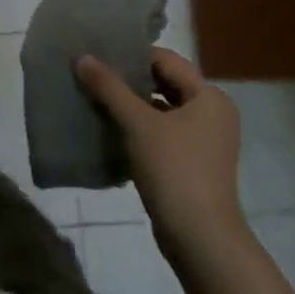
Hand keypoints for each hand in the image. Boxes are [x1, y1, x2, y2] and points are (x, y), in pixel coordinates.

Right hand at [75, 48, 242, 254]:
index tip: (98, 55)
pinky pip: (160, 133)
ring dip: (129, 105)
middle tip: (91, 75)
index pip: (166, 60)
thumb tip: (82, 57)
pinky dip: (137, 129)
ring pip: (160, 110)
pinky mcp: (191, 163)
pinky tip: (108, 130)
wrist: (200, 238)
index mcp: (209, 97)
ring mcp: (204, 141)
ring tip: (93, 100)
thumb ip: (109, 88)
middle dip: (127, 81)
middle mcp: (212, 114)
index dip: (132, 55)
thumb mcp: (137, 123)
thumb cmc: (174, 169)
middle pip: (164, 84)